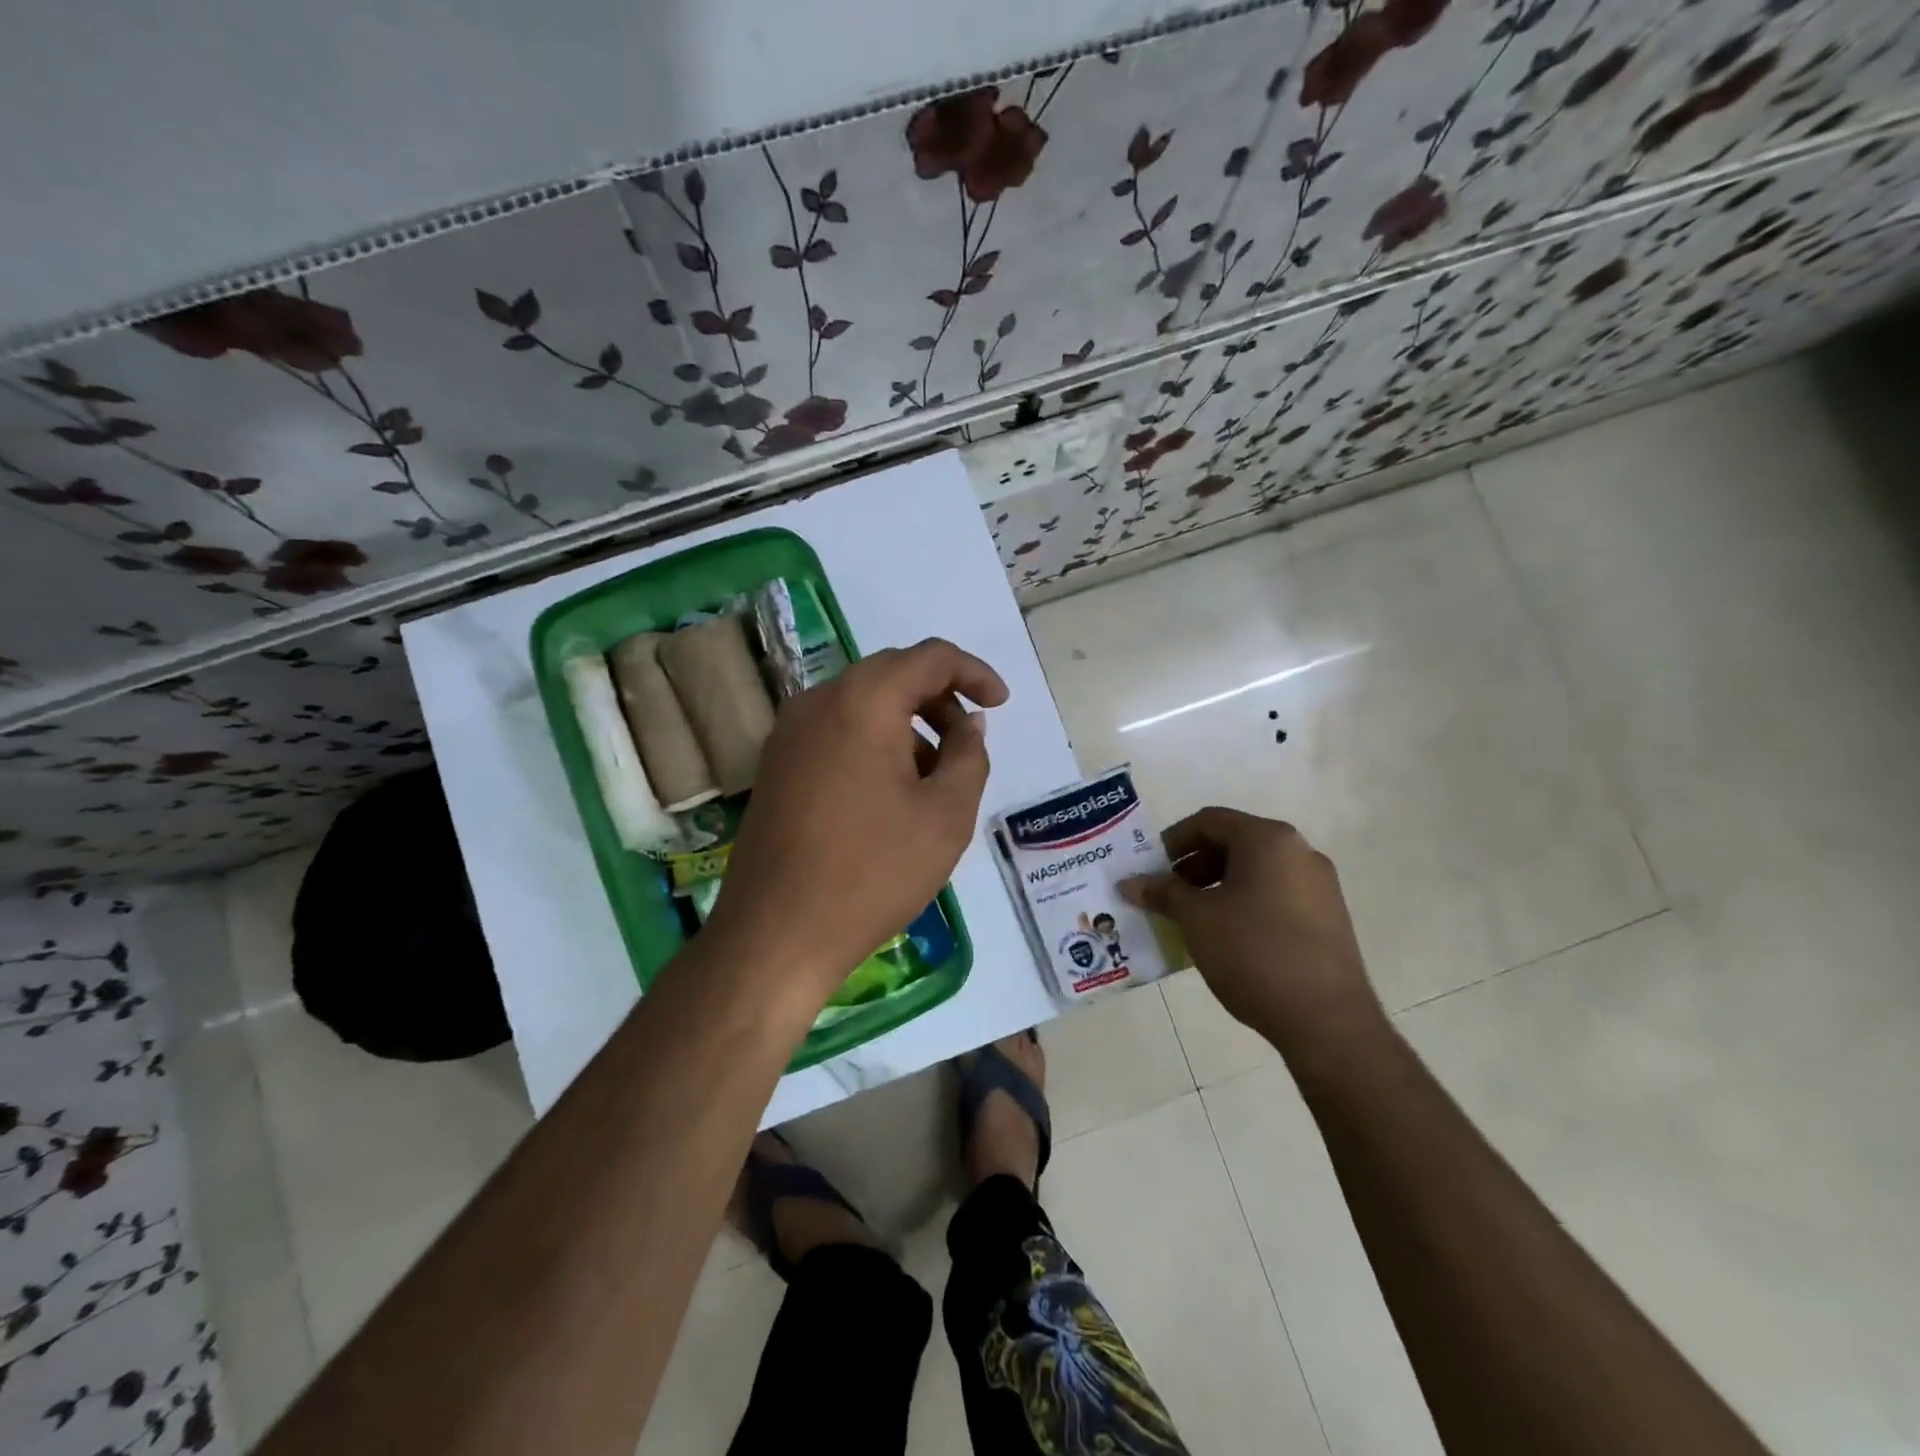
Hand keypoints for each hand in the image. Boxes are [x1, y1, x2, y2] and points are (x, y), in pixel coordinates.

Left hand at [704, 637, 1007, 1009]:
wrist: (777, 933)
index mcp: (862, 701)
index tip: (1000, 705)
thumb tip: (968, 724)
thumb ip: (969, 755)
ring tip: (933, 777)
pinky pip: (836, 731)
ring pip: (862, 704)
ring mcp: (788, 733)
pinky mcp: (775, 765)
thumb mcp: (945, 815)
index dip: (974, 673)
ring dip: (907, 724)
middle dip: (940, 699)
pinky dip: (873, 742)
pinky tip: (889, 793)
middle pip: (892, 675)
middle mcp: (818, 701)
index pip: (929, 657)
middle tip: (969, 742)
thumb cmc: (872, 872)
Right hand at [1120, 807, 1386, 1068]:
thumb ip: (1162, 893)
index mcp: (1268, 840)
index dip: (1172, 841)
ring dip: (1216, 887)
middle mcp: (1299, 852)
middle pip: (1234, 843)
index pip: (1209, 821)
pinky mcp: (1328, 919)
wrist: (1327, 1021)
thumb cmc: (1254, 952)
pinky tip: (1225, 938)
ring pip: (1255, 872)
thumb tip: (1129, 883)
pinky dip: (1244, 904)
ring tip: (1190, 918)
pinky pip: (1275, 896)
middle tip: (1165, 894)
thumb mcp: (1196, 919)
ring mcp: (1319, 886)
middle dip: (1193, 866)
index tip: (1149, 869)